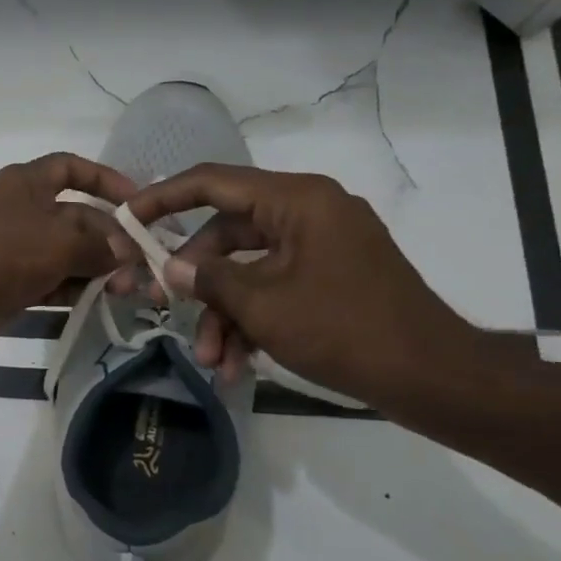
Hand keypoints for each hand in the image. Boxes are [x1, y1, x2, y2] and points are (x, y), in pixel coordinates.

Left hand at [0, 153, 139, 356]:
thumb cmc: (6, 253)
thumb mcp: (61, 241)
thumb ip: (99, 245)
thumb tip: (126, 252)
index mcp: (24, 183)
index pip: (69, 167)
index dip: (103, 179)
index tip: (135, 201)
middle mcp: (18, 210)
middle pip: (73, 216)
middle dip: (107, 237)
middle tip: (138, 264)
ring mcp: (12, 248)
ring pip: (63, 252)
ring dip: (94, 267)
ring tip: (125, 289)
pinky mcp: (8, 282)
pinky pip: (49, 279)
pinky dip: (72, 287)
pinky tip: (98, 301)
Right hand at [123, 166, 485, 407]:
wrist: (434, 378)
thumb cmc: (345, 330)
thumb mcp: (263, 305)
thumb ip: (208, 279)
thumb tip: (169, 269)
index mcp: (296, 201)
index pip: (213, 182)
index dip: (162, 198)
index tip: (126, 220)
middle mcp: (307, 213)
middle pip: (225, 234)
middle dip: (193, 281)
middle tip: (154, 305)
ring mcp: (319, 246)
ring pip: (247, 270)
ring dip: (222, 314)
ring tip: (210, 360)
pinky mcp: (328, 277)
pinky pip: (273, 288)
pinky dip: (252, 321)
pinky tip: (236, 364)